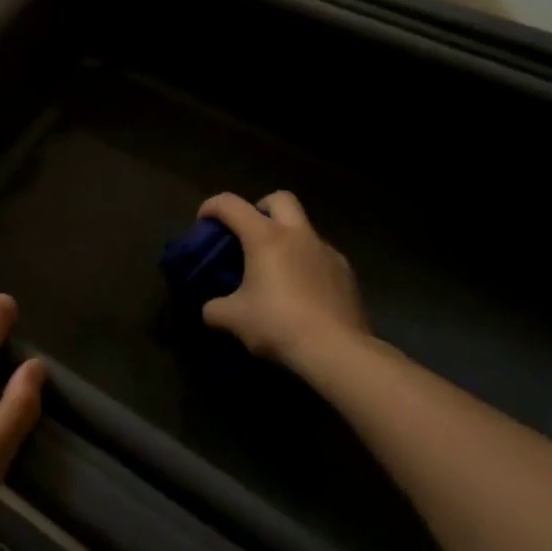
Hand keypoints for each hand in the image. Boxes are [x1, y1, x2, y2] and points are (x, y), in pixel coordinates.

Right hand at [199, 191, 368, 364]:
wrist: (338, 352)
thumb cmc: (279, 325)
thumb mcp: (234, 319)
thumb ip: (215, 309)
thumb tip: (211, 310)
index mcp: (265, 236)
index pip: (231, 204)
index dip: (212, 207)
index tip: (204, 222)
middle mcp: (298, 235)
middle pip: (280, 198)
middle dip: (261, 208)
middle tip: (250, 234)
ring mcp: (327, 252)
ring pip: (304, 229)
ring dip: (288, 239)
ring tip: (278, 271)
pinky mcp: (347, 274)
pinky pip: (322, 257)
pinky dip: (308, 265)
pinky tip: (304, 293)